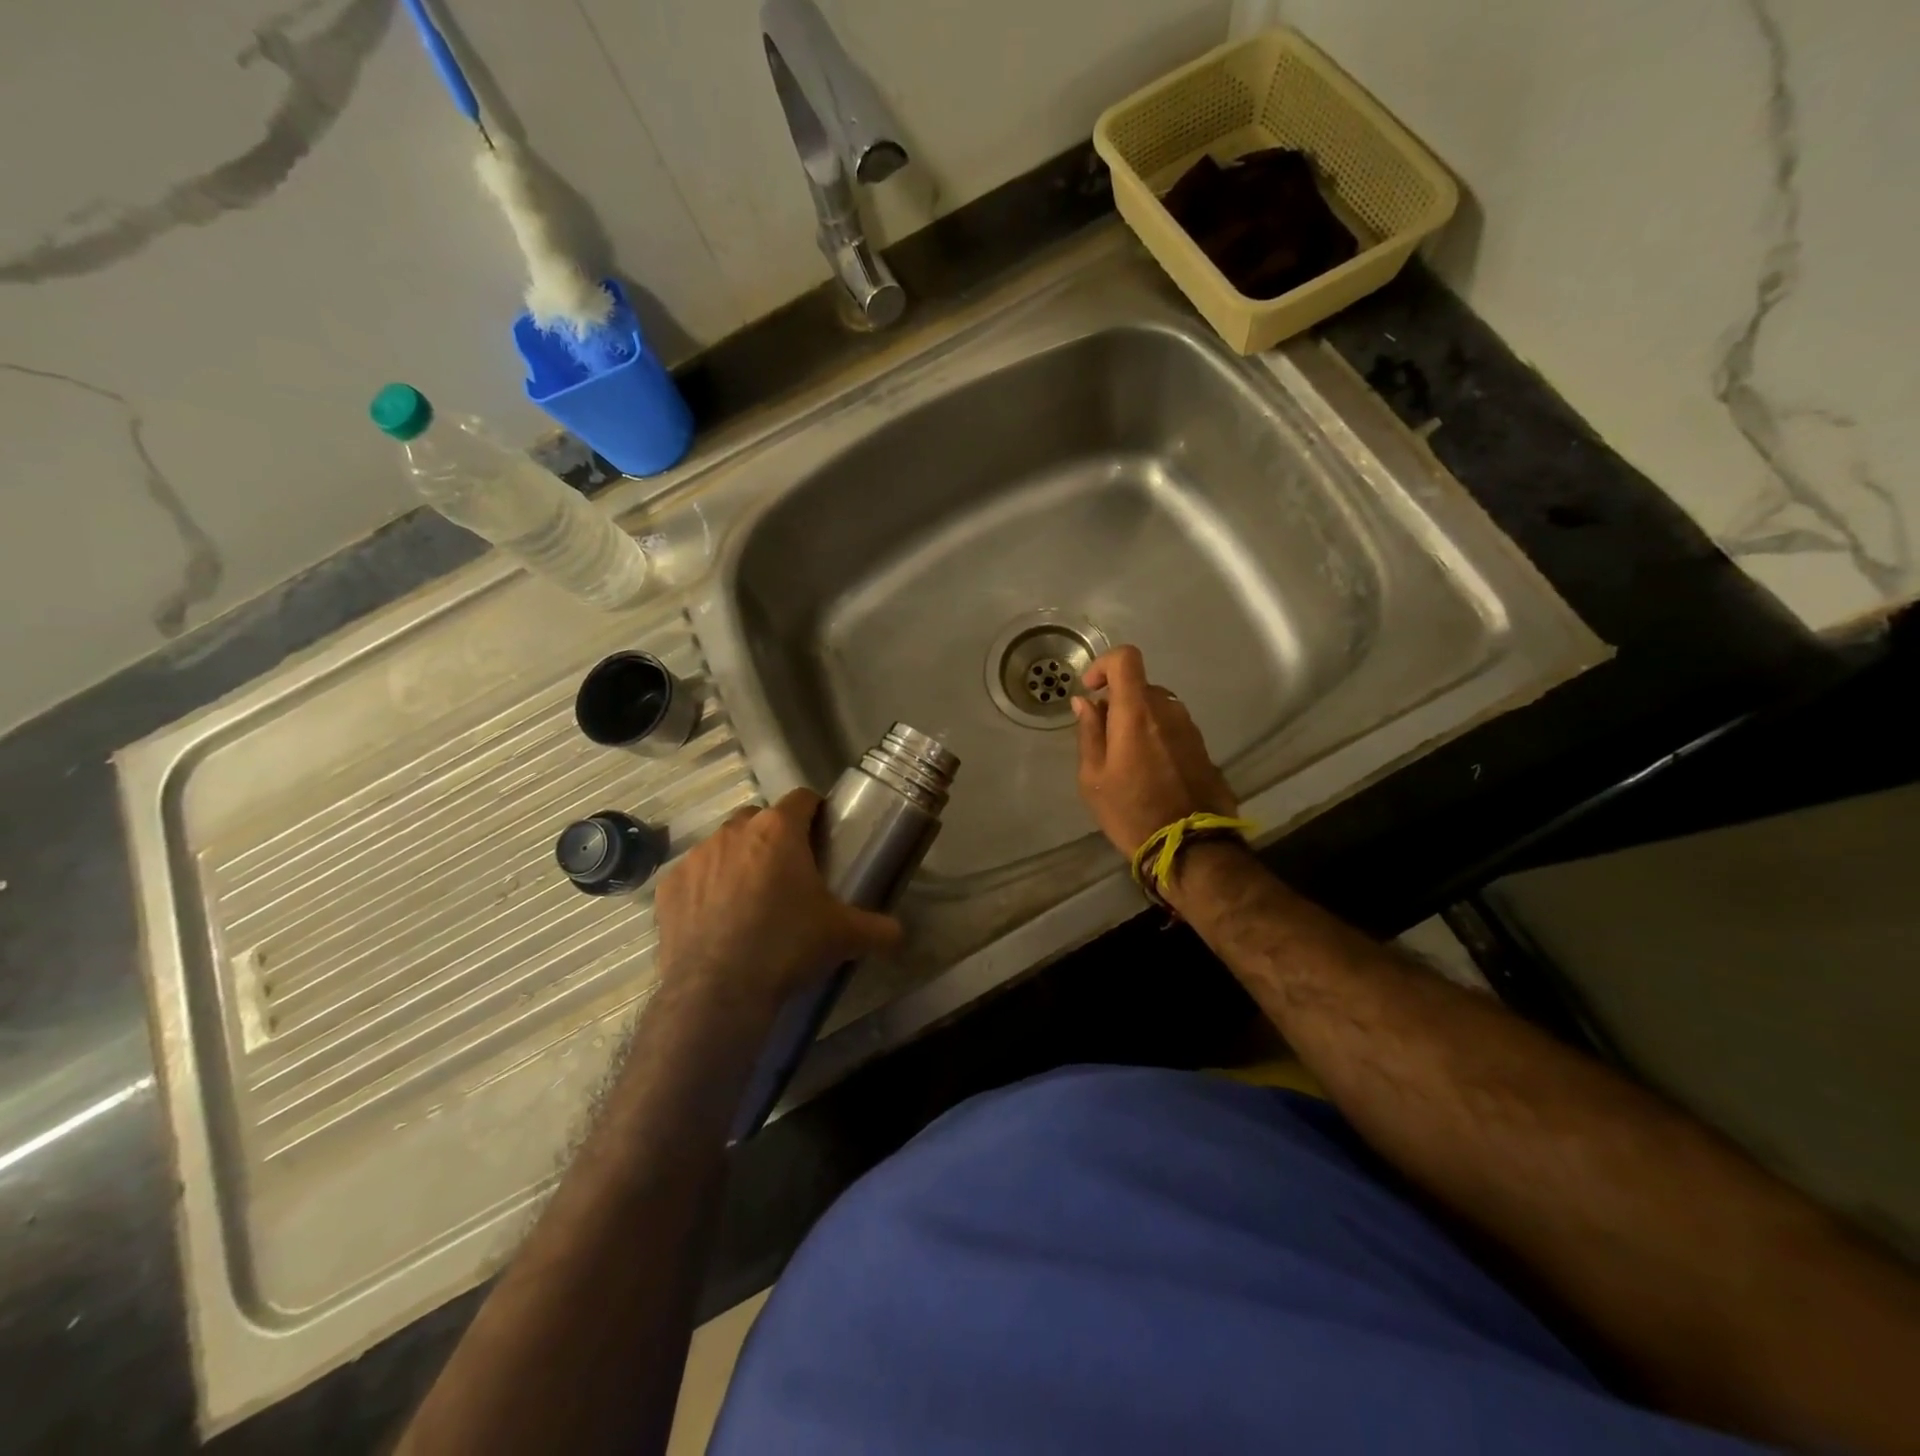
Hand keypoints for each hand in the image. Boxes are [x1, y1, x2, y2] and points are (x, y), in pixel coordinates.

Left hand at [654, 789, 901, 1017]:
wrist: (717, 992)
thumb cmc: (787, 947)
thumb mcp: (843, 937)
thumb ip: (878, 929)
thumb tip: (899, 934)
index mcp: (778, 831)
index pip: (802, 798)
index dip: (814, 811)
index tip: (821, 833)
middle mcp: (734, 832)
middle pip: (758, 819)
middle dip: (773, 837)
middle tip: (788, 873)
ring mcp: (696, 857)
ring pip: (723, 845)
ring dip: (738, 861)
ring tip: (750, 899)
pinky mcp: (669, 886)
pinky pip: (693, 876)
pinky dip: (705, 889)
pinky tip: (716, 921)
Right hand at [1072, 645, 1236, 858]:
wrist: (1190, 848)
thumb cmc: (1131, 812)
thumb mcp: (1093, 777)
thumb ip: (1088, 733)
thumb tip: (1084, 702)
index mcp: (1137, 713)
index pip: (1126, 658)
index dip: (1104, 664)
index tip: (1091, 691)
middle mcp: (1168, 711)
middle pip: (1139, 686)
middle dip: (1117, 703)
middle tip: (1102, 739)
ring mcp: (1190, 728)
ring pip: (1157, 707)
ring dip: (1138, 720)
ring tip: (1125, 759)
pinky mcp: (1203, 748)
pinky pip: (1173, 728)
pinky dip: (1156, 736)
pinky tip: (1149, 771)